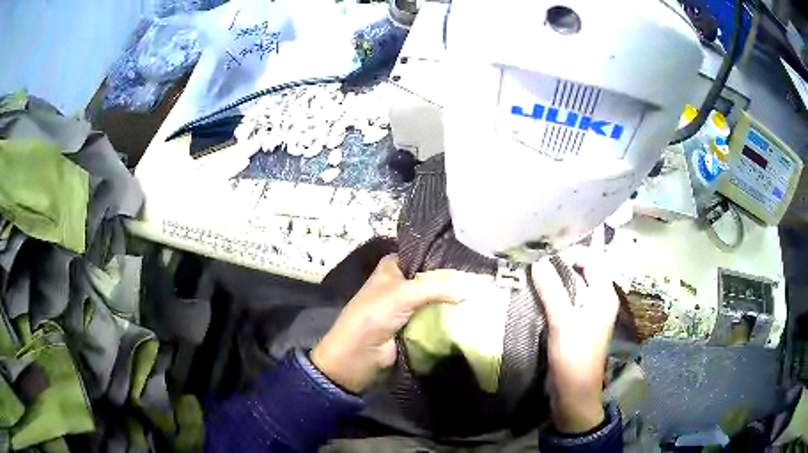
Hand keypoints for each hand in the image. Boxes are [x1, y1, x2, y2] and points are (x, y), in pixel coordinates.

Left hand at [312, 254, 475, 392]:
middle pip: (432, 278)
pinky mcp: (414, 325)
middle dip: (452, 281)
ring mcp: (408, 306)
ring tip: (480, 296)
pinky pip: (435, 317)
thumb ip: (436, 287)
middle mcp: (401, 282)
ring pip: (436, 299)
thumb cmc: (374, 315)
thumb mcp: (403, 294)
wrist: (358, 355)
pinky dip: (448, 317)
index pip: (424, 255)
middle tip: (480, 281)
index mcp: (393, 267)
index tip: (471, 261)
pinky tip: (469, 313)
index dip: (445, 258)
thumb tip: (468, 288)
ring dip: (452, 301)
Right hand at [533, 227, 618, 432]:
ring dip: (558, 277)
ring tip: (535, 272)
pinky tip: (540, 292)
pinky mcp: (580, 322)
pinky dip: (557, 291)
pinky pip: (570, 298)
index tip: (545, 255)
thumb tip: (538, 261)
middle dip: (563, 261)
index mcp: (604, 294)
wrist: (575, 391)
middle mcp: (601, 297)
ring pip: (576, 284)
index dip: (570, 252)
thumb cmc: (574, 356)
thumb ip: (552, 290)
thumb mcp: (562, 322)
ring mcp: (590, 310)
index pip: (592, 258)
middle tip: (537, 259)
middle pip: (585, 269)